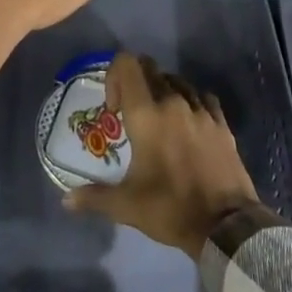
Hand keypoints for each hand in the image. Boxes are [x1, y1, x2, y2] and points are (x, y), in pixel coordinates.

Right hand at [62, 53, 260, 257]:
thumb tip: (66, 200)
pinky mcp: (221, 123)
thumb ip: (95, 197)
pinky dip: (192, 102)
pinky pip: (203, 97)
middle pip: (151, 68)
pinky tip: (189, 123)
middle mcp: (172, 102)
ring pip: (176, 81)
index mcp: (146, 114)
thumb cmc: (170, 208)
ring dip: (163, 91)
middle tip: (132, 114)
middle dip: (137, 83)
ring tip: (160, 120)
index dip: (115, 76)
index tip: (115, 109)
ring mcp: (200, 110)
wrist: (225, 226)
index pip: (127, 64)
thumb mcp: (127, 206)